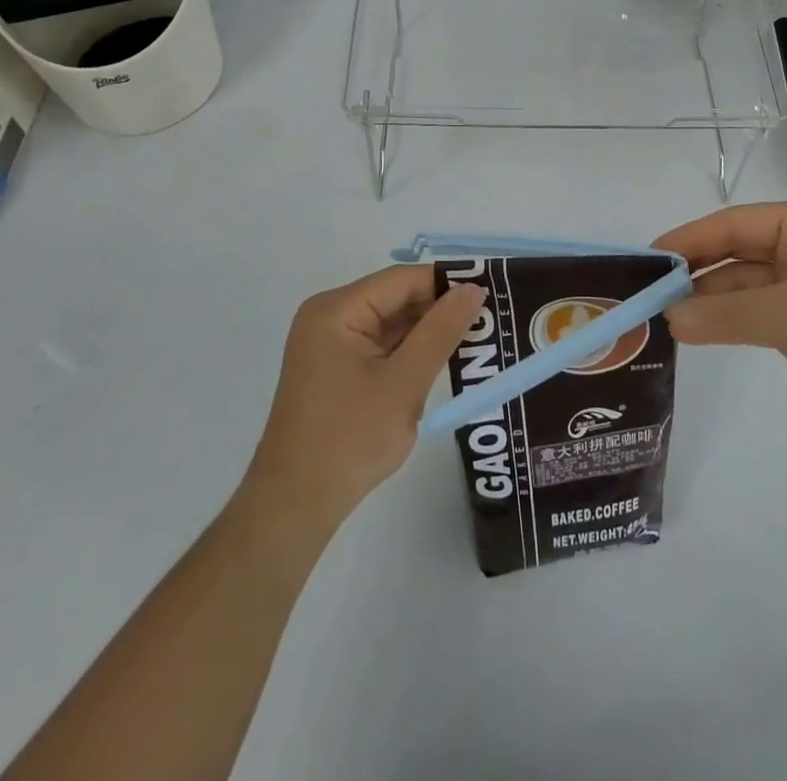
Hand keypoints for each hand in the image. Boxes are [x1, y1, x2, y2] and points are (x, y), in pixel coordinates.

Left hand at [245, 267, 485, 528]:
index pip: (402, 280)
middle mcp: (330, 317)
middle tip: (491, 319)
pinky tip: (446, 360)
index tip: (490, 293)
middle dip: (440, 309)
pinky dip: (411, 352)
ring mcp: (332, 343)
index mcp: (336, 310)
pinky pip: (382, 345)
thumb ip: (440, 332)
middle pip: (396, 298)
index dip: (446, 283)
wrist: (295, 506)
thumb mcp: (403, 384)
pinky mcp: (337, 367)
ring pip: (392, 322)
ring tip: (479, 338)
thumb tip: (474, 288)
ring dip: (429, 332)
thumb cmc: (348, 440)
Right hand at [655, 201, 786, 441]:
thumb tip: (669, 319)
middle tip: (647, 293)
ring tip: (663, 318)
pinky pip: (755, 315)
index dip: (689, 240)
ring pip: (742, 287)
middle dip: (695, 273)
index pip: (734, 225)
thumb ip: (730, 316)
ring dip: (708, 302)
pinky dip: (727, 323)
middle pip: (735, 254)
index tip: (648, 258)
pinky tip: (695, 332)